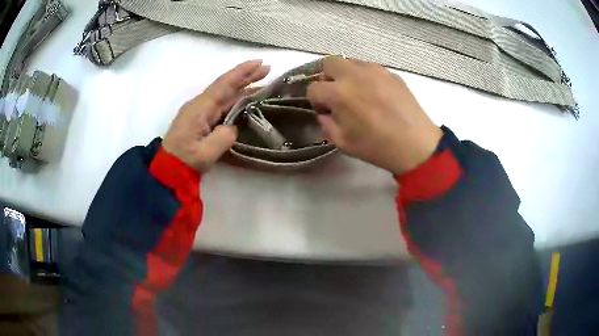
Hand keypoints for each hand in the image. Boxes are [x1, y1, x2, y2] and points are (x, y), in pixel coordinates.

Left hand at [162, 60, 269, 170]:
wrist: (167, 169)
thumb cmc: (185, 161)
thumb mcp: (205, 153)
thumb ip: (223, 137)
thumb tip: (234, 127)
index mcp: (200, 108)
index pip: (223, 85)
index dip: (242, 72)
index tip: (260, 62)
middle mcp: (200, 105)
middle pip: (226, 86)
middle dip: (246, 76)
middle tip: (267, 69)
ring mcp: (201, 112)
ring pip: (225, 95)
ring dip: (243, 88)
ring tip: (263, 83)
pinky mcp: (202, 120)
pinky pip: (222, 105)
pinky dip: (236, 100)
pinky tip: (247, 101)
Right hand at [307, 57, 441, 174]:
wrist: (416, 145)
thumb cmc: (377, 147)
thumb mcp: (343, 143)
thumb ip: (326, 124)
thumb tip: (325, 112)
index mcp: (339, 93)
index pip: (314, 88)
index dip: (316, 101)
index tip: (326, 110)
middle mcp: (354, 75)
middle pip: (329, 63)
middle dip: (327, 78)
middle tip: (336, 93)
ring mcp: (374, 70)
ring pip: (350, 61)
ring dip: (345, 74)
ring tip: (356, 91)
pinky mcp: (390, 73)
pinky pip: (370, 67)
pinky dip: (364, 76)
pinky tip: (375, 93)